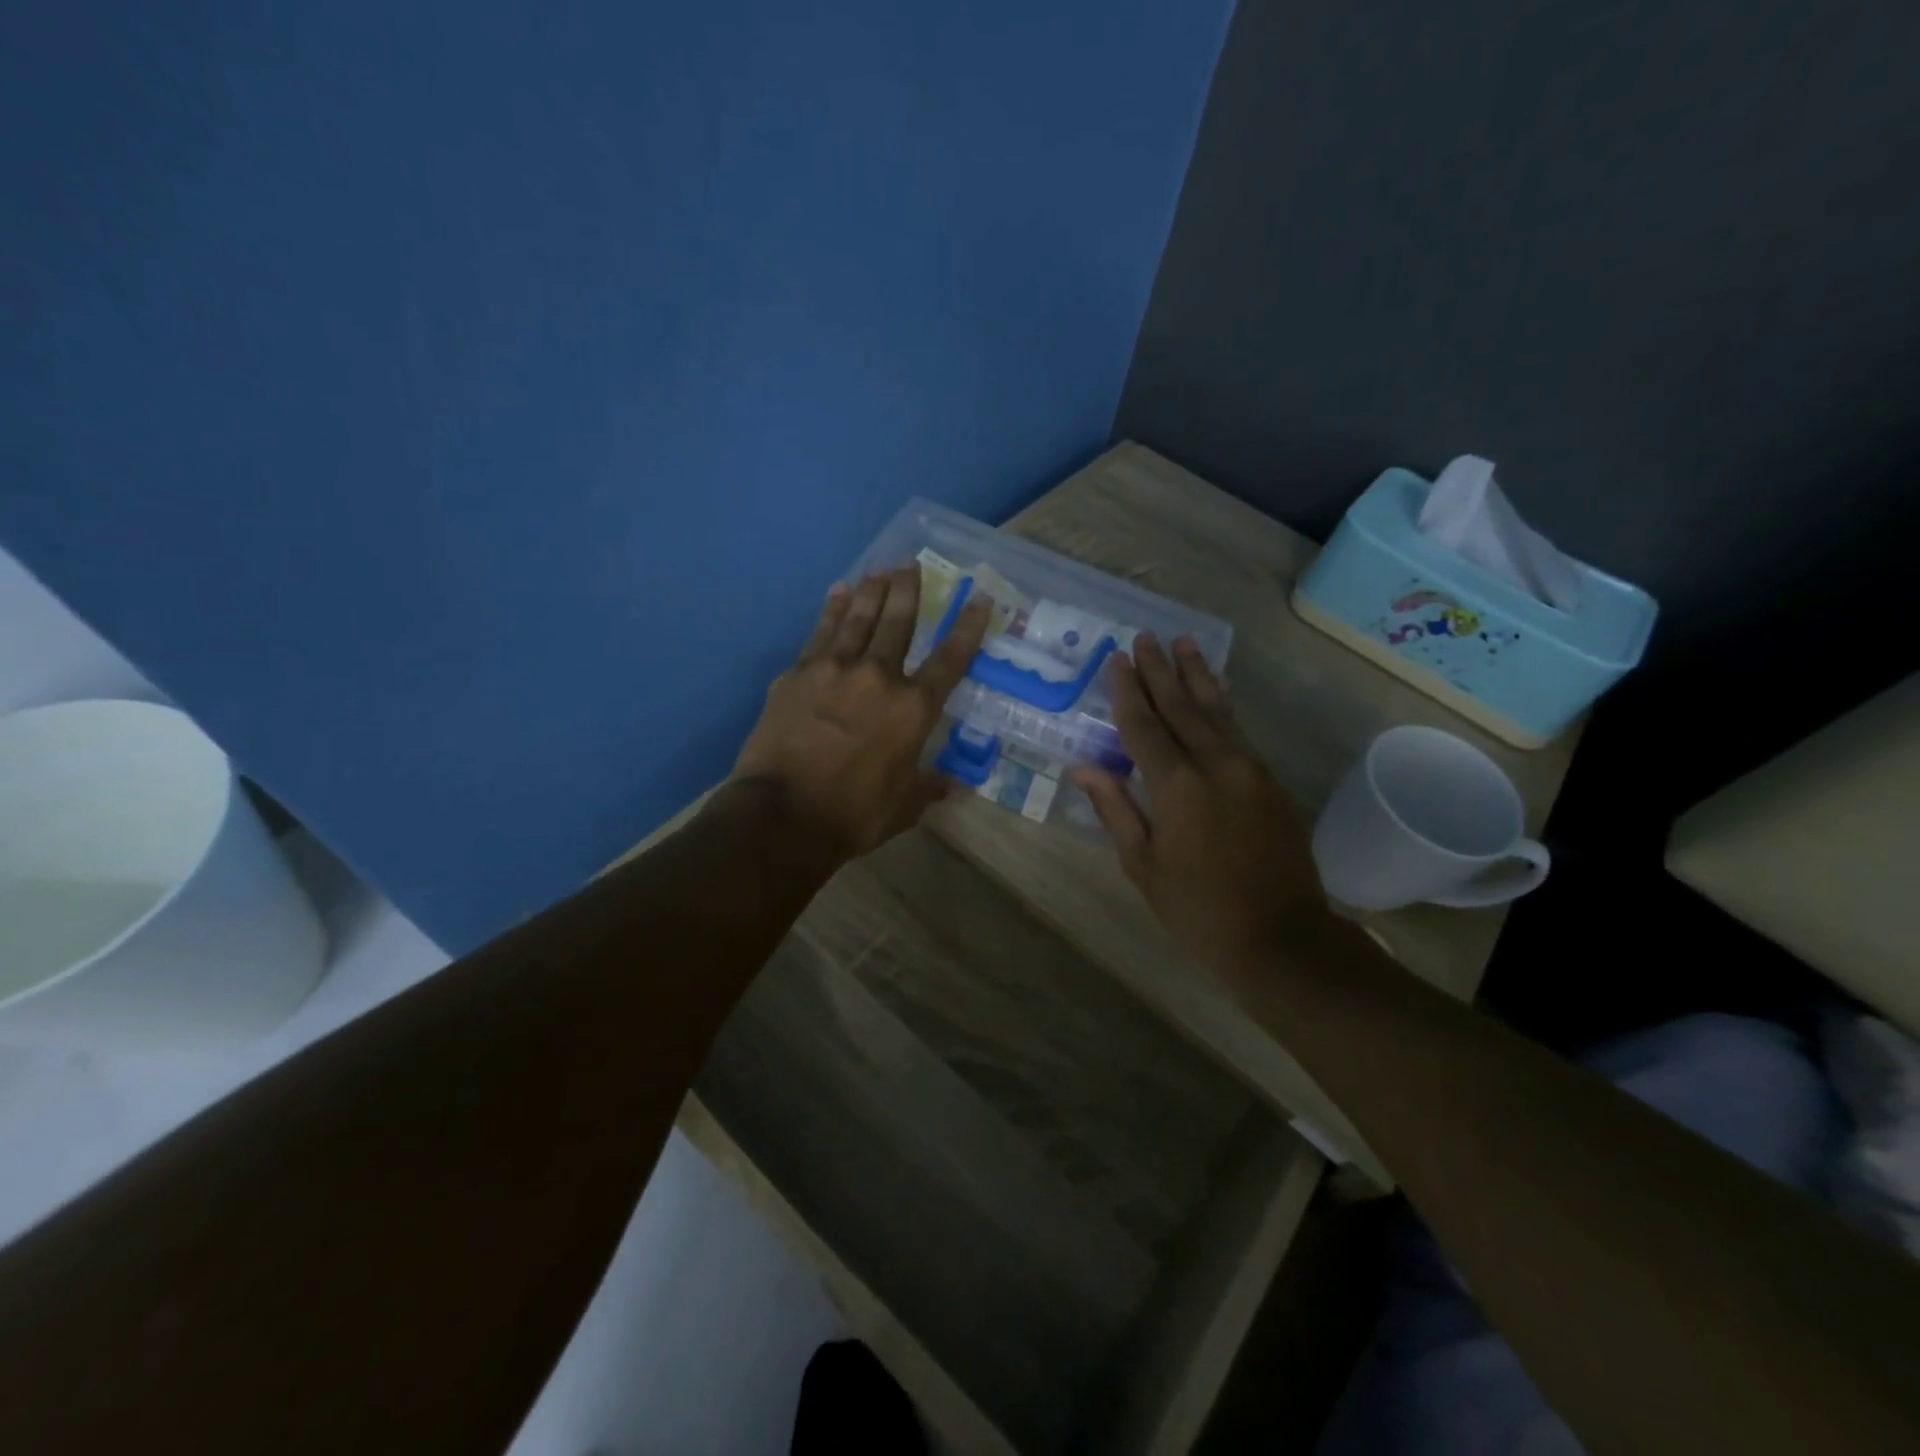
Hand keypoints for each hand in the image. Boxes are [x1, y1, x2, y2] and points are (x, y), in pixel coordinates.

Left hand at [731, 566, 991, 863]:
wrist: (782, 815)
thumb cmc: (853, 814)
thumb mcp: (904, 807)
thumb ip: (930, 786)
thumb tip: (955, 785)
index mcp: (913, 709)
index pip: (950, 659)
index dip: (968, 627)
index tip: (979, 599)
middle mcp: (878, 677)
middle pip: (899, 622)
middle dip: (908, 590)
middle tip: (911, 564)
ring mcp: (833, 670)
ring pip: (858, 618)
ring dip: (872, 591)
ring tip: (879, 570)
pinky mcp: (797, 674)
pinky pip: (819, 632)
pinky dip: (831, 609)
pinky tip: (837, 593)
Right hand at [1069, 635, 1322, 976]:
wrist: (1281, 937)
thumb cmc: (1198, 909)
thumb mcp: (1143, 865)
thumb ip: (1115, 809)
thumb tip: (1084, 767)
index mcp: (1177, 786)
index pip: (1144, 725)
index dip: (1126, 691)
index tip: (1116, 659)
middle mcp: (1215, 764)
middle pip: (1181, 706)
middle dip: (1160, 670)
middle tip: (1144, 637)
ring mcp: (1249, 768)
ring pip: (1216, 710)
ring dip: (1196, 675)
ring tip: (1183, 642)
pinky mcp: (1269, 779)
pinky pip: (1238, 730)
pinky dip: (1222, 704)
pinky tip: (1215, 688)